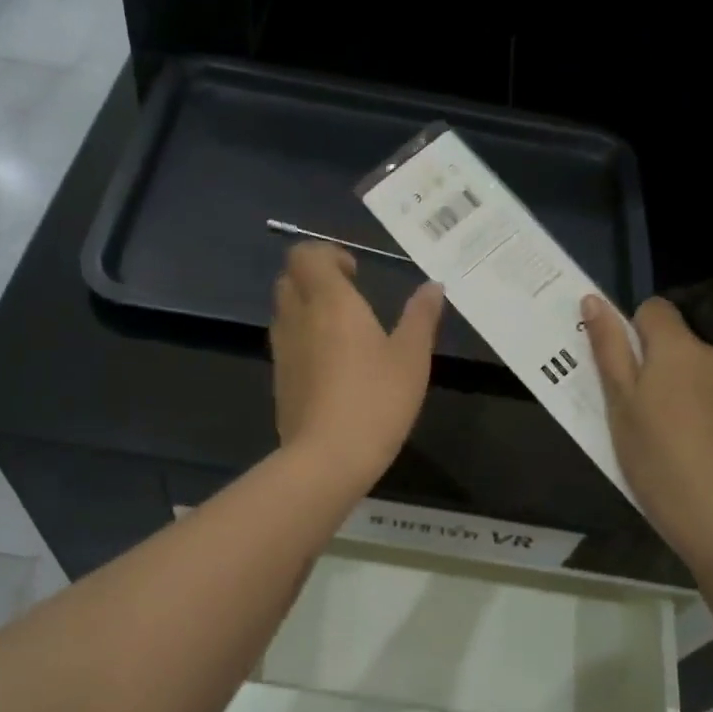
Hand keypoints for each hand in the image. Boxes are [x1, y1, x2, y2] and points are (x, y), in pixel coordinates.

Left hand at [270, 243, 445, 489]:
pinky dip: (302, 337)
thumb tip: (433, 286)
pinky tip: (331, 364)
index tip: (355, 273)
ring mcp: (283, 350)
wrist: (327, 457)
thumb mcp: (411, 358)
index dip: (326, 254)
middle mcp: (298, 318)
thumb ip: (421, 317)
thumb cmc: (376, 400)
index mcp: (330, 302)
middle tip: (348, 295)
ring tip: (342, 329)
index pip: (306, 255)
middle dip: (315, 277)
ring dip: (307, 307)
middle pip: (290, 278)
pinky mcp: (279, 380)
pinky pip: (286, 342)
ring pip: (284, 310)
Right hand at [582, 295, 712, 555]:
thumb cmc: (651, 454)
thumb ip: (608, 347)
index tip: (630, 372)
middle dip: (667, 367)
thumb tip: (593, 299)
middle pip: (684, 346)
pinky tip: (710, 448)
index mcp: (677, 349)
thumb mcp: (618, 402)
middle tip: (650, 413)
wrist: (712, 510)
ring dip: (695, 390)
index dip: (637, 334)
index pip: (655, 311)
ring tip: (682, 436)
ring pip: (710, 374)